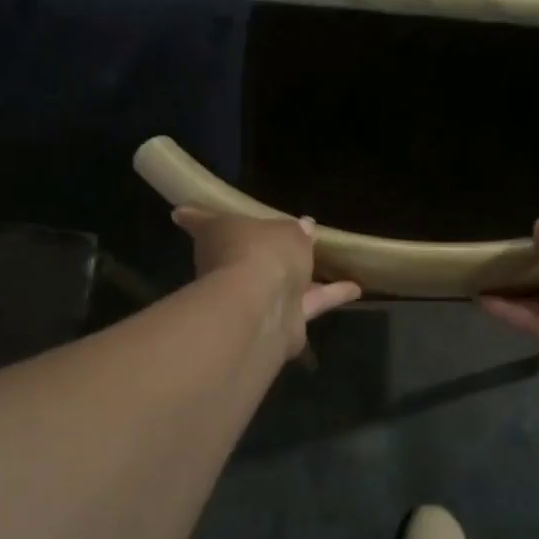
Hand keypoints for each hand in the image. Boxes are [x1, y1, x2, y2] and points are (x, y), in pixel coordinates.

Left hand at [172, 208, 361, 357]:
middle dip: (267, 251)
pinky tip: (355, 289)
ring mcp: (252, 300)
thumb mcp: (285, 231)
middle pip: (246, 257)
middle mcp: (229, 269)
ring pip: (280, 285)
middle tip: (292, 238)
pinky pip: (307, 305)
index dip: (194, 216)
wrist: (261, 307)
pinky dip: (329, 296)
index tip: (183, 212)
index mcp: (219, 236)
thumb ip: (295, 231)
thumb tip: (304, 226)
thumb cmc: (261, 253)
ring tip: (328, 264)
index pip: (200, 221)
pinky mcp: (279, 326)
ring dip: (303, 278)